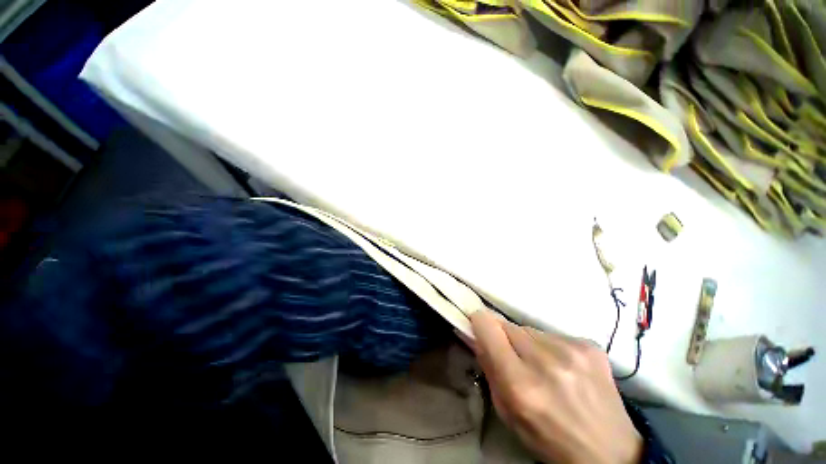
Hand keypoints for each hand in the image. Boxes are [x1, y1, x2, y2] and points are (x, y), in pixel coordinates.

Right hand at [468, 311, 641, 463]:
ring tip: (544, 368)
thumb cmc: (549, 439)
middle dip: (505, 338)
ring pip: (530, 329)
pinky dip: (551, 347)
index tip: (479, 327)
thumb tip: (476, 335)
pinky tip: (565, 368)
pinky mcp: (590, 345)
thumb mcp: (508, 413)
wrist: (610, 453)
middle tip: (516, 359)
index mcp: (520, 384)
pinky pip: (553, 334)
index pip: (488, 327)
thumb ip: (489, 369)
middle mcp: (545, 360)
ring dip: (529, 343)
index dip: (480, 323)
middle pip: (508, 325)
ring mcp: (571, 350)